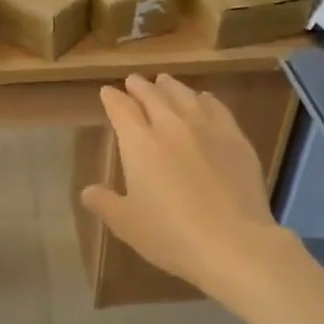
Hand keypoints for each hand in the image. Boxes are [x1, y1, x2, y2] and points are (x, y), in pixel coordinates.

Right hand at [82, 75, 285, 300]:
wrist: (232, 242)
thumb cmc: (170, 235)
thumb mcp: (126, 224)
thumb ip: (105, 203)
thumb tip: (88, 191)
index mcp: (139, 144)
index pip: (121, 110)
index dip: (112, 99)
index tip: (107, 91)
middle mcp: (171, 126)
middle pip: (153, 96)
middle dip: (140, 86)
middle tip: (134, 80)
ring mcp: (206, 129)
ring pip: (184, 96)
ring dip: (170, 86)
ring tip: (164, 81)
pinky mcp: (235, 138)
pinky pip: (217, 108)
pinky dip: (205, 99)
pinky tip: (204, 99)